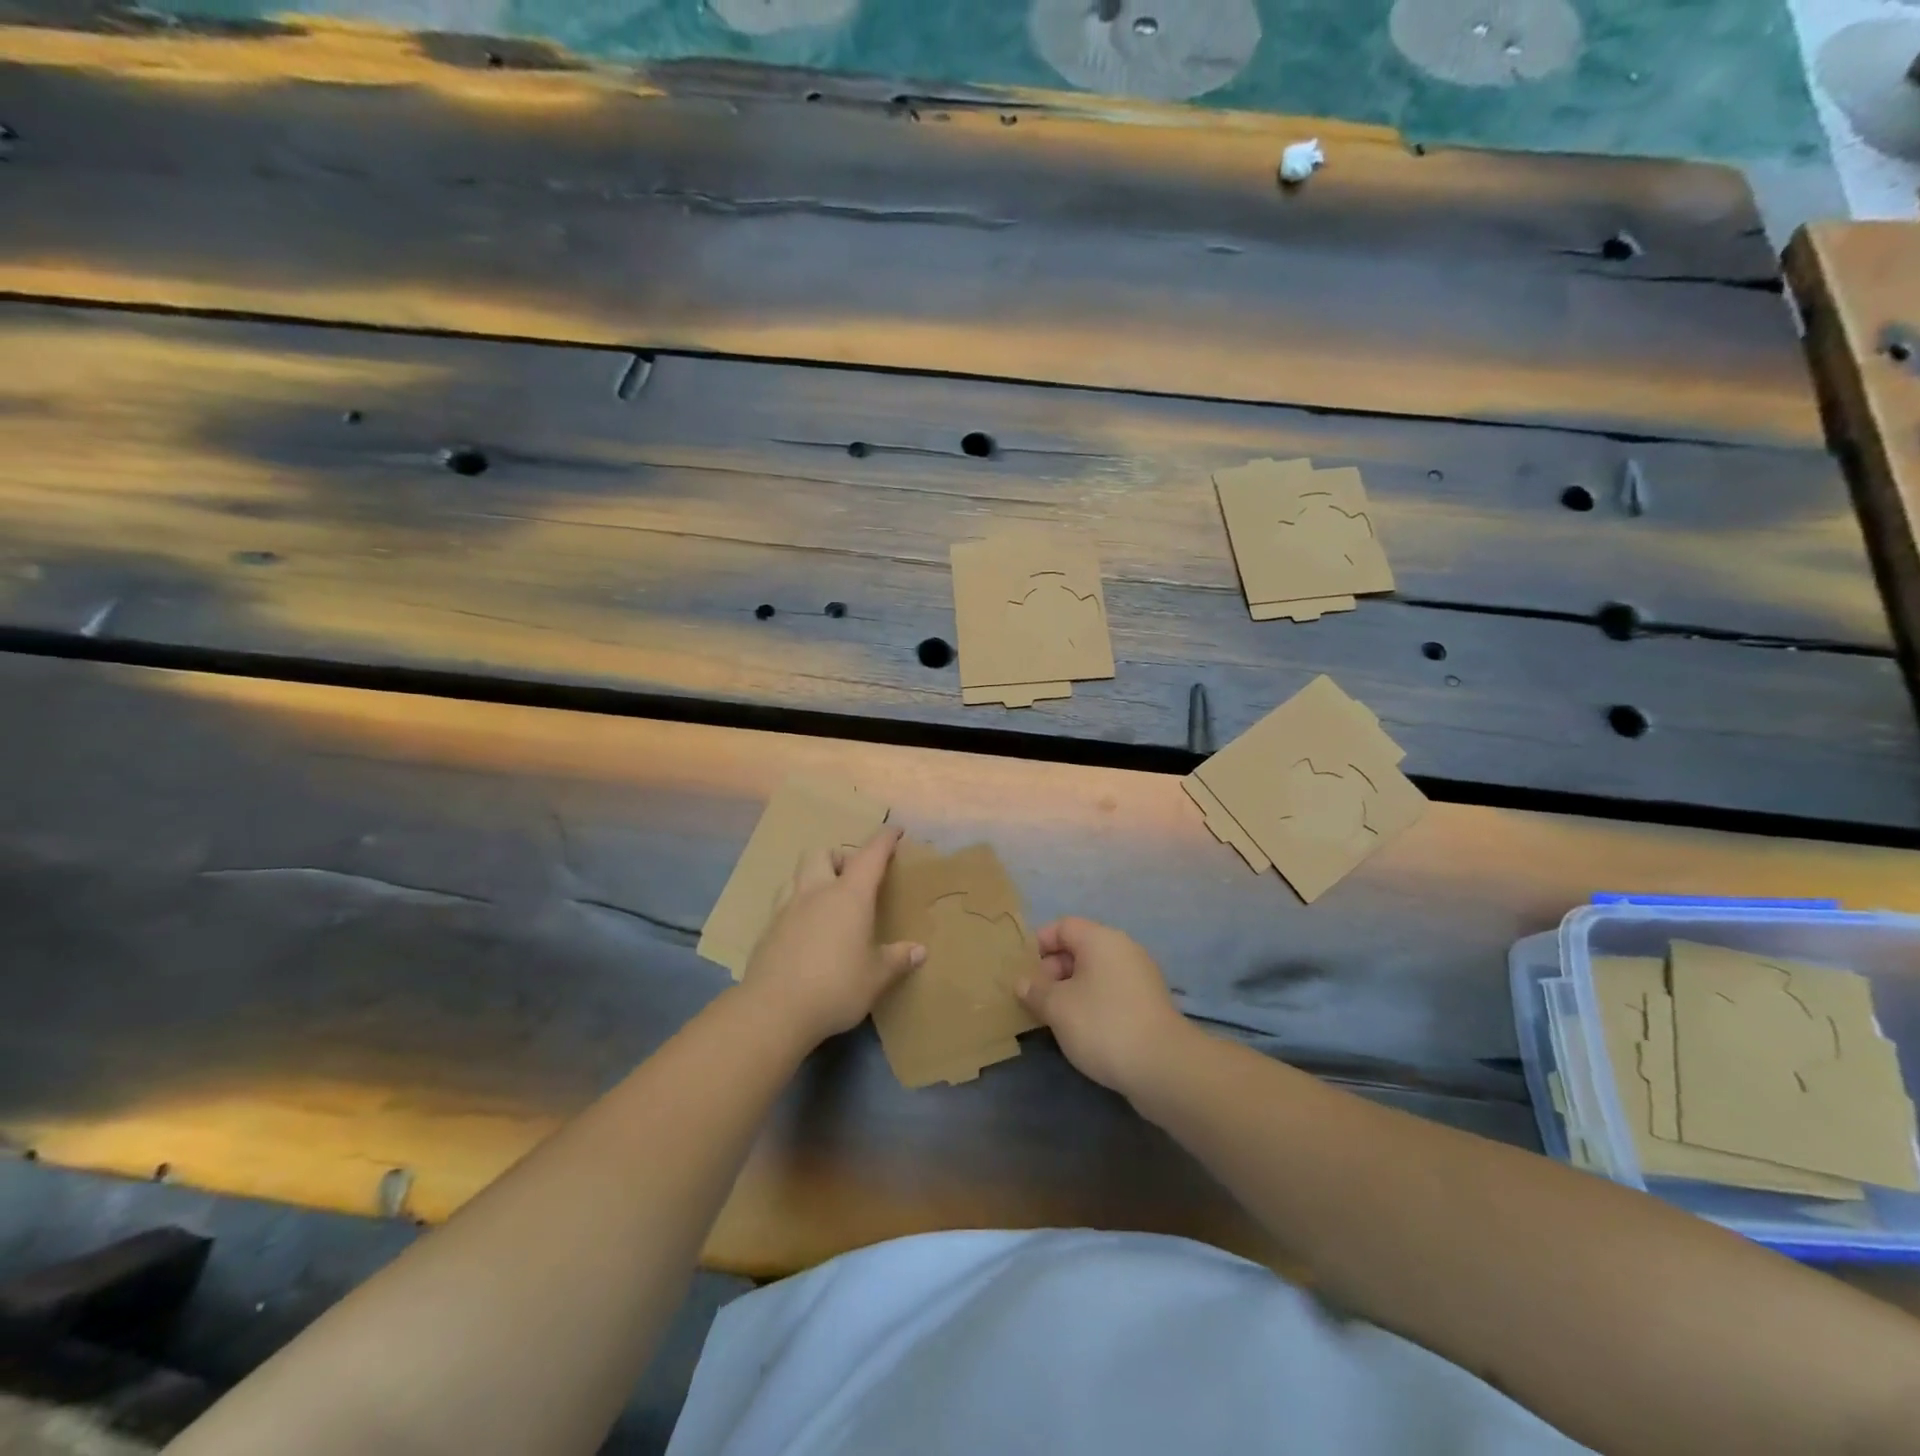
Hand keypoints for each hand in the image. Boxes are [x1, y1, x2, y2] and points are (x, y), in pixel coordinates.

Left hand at [743, 826, 923, 1048]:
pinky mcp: (767, 930)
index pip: (870, 855)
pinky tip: (804, 931)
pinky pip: (783, 904)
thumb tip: (919, 951)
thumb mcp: (876, 977)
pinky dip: (797, 906)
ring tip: (825, 900)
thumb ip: (897, 959)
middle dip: (839, 857)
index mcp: (849, 895)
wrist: (774, 1010)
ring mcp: (786, 909)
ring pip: (797, 874)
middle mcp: (816, 892)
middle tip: (853, 878)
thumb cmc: (836, 987)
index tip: (895, 830)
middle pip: (822, 854)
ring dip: (813, 877)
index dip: (884, 839)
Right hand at [1017, 916, 1195, 1096]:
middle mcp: (1123, 949)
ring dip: (1071, 990)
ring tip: (1053, 1017)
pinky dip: (1092, 1003)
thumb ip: (1035, 990)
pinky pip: (1111, 992)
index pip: (1063, 926)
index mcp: (1101, 939)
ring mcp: (1140, 976)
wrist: (1163, 1067)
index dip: (1039, 944)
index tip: (1022, 970)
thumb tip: (1023, 982)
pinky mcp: (1149, 1004)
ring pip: (1095, 973)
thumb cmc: (1102, 1024)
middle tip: (1035, 999)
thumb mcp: (1057, 1007)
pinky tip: (1082, 1030)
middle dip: (1053, 970)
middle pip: (1080, 948)